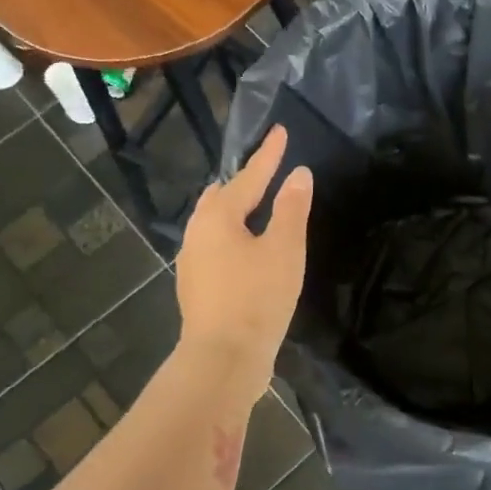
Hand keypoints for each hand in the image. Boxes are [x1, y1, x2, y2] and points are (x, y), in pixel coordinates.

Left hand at [176, 126, 312, 392]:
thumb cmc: (257, 298)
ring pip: (214, 224)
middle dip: (243, 182)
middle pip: (221, 198)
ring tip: (257, 208)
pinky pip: (215, 248)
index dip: (268, 155)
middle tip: (266, 172)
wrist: (223, 358)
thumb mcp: (284, 250)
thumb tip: (298, 174)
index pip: (248, 176)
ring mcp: (192, 262)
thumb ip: (291, 209)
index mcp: (217, 217)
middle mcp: (197, 233)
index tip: (280, 131)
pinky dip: (232, 238)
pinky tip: (246, 251)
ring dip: (236, 212)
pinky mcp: (197, 287)